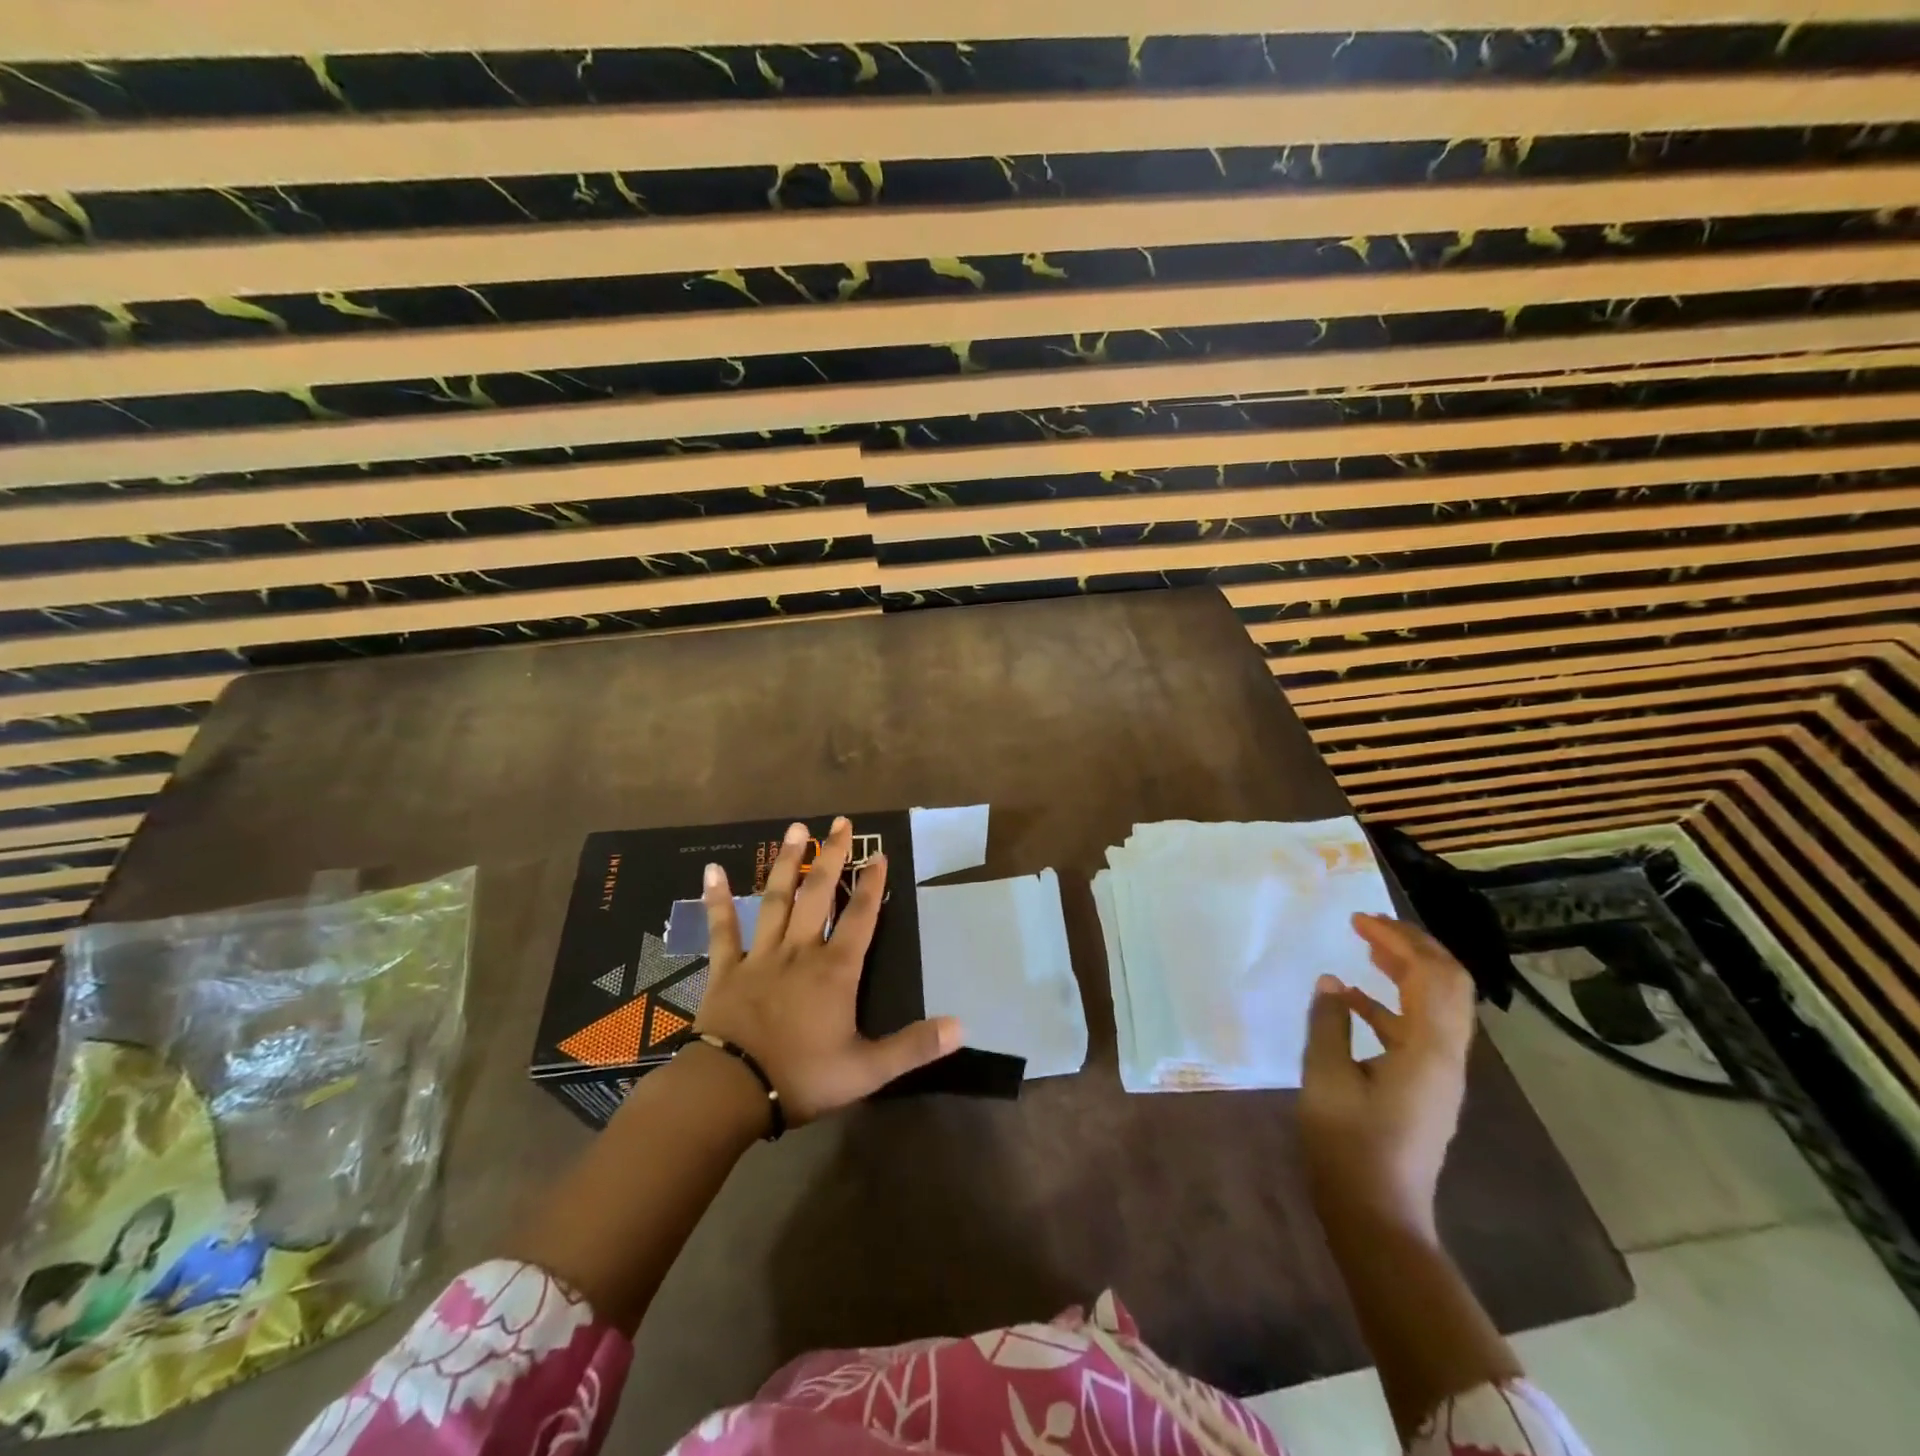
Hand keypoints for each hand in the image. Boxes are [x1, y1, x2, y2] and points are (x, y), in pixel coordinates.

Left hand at [693, 818, 961, 1124]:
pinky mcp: (727, 968)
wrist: (730, 1091)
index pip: (861, 916)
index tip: (878, 854)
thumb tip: (961, 1027)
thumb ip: (913, 1046)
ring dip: (786, 862)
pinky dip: (717, 899)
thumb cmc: (802, 1077)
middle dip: (832, 856)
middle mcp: (800, 951)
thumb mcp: (867, 1071)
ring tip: (796, 829)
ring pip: (776, 899)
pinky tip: (712, 870)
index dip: (872, 884)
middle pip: (818, 893)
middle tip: (841, 822)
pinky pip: (723, 928)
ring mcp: (761, 955)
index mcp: (835, 970)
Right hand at [1300, 913, 1476, 1235]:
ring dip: (1408, 972)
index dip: (1399, 940)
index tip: (1358, 920)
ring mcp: (1441, 1074)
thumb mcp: (1325, 1077)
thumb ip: (1328, 1023)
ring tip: (1367, 950)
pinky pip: (1420, 1029)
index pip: (1431, 975)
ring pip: (1439, 1006)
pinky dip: (1394, 1004)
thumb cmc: (1348, 1145)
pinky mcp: (1427, 1087)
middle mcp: (1447, 1057)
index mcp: (1428, 1050)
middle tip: (1369, 926)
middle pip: (1449, 985)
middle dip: (1412, 948)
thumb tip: (1330, 983)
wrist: (1378, 1215)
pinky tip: (1354, 1001)